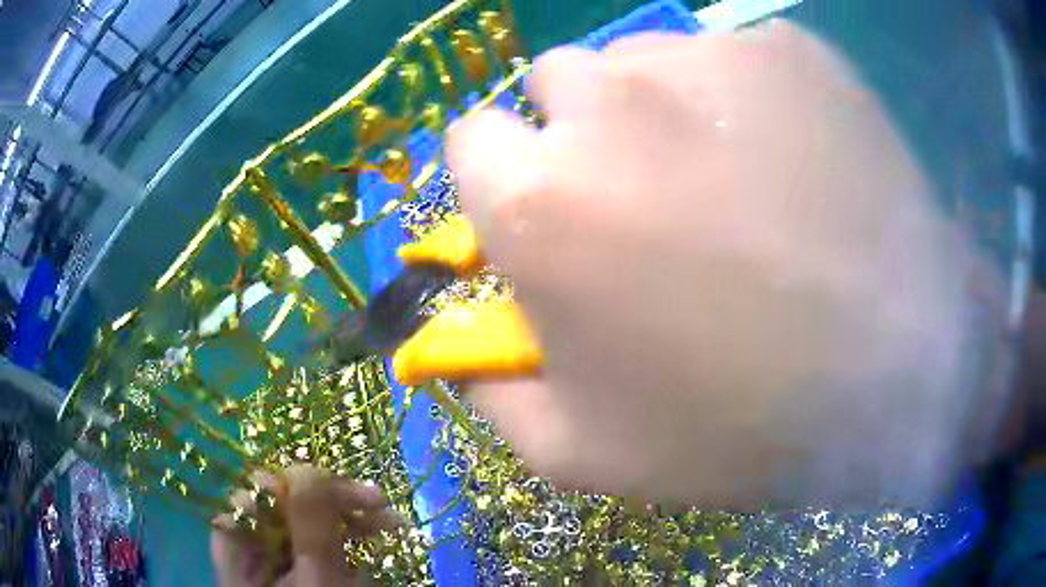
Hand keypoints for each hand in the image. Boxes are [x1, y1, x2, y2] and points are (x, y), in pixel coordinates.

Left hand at [211, 466, 401, 585]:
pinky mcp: (299, 563)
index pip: (261, 491)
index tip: (345, 491)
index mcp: (238, 541)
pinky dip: (348, 534)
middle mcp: (251, 540)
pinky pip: (319, 537)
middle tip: (381, 503)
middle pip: (287, 500)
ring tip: (392, 520)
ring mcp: (276, 553)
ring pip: (307, 517)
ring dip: (349, 514)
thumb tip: (308, 466)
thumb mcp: (317, 580)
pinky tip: (373, 538)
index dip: (303, 485)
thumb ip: (309, 526)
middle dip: (334, 499)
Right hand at [447, 20, 1007, 508]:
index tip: (548, 206)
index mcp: (539, 198)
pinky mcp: (788, 49)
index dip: (503, 174)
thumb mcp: (584, 453)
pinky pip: (732, 58)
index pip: (471, 137)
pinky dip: (744, 99)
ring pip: (642, 59)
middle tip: (653, 198)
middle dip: (581, 132)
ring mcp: (709, 58)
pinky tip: (795, 163)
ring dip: (661, 108)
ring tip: (735, 184)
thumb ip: (493, 391)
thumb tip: (458, 341)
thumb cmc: (740, 428)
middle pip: (555, 83)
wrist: (900, 377)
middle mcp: (606, 99)